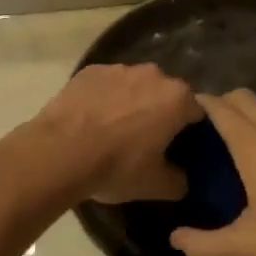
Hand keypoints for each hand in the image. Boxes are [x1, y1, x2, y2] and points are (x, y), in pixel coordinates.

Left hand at [27, 64, 201, 203]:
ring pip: (134, 86)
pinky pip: (105, 85)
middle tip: (145, 142)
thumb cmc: (116, 166)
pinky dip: (103, 99)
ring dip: (131, 103)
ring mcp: (118, 68)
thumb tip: (181, 178)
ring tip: (113, 131)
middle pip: (165, 95)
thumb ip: (179, 181)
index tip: (176, 149)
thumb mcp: (156, 186)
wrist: (59, 152)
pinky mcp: (88, 70)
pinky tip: (90, 121)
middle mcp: (153, 74)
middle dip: (159, 114)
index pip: (196, 113)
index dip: (188, 132)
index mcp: (177, 98)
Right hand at [170, 90, 255, 255]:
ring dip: (255, 121)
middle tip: (211, 131)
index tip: (187, 113)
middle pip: (244, 98)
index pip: (219, 107)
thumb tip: (175, 240)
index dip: (200, 104)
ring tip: (249, 152)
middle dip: (224, 104)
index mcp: (254, 145)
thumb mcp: (249, 246)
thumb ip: (205, 244)